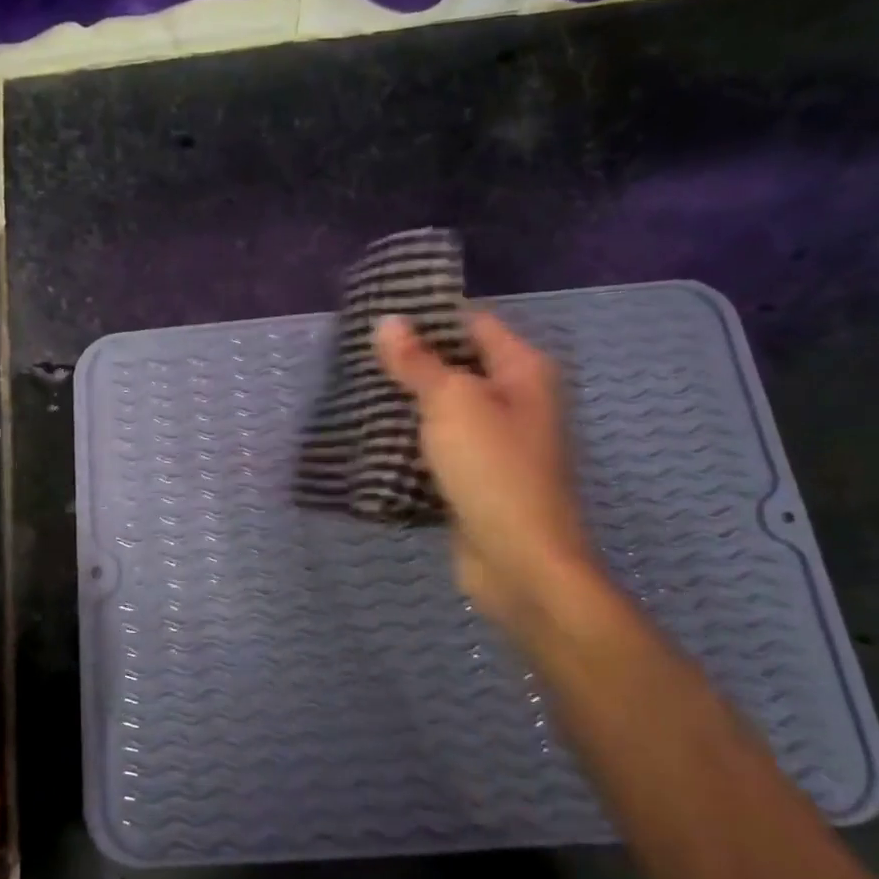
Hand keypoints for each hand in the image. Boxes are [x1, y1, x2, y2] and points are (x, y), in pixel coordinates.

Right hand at [374, 311, 598, 631]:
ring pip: (445, 410)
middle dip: (411, 362)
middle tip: (356, 354)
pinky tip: (372, 437)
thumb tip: (388, 321)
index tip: (378, 316)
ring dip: (407, 404)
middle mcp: (516, 401)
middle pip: (458, 366)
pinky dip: (411, 442)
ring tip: (355, 390)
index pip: (473, 323)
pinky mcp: (477, 479)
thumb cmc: (492, 469)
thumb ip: (418, 362)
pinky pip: (440, 448)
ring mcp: (497, 443)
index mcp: (523, 371)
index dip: (429, 317)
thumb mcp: (451, 403)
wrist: (519, 562)